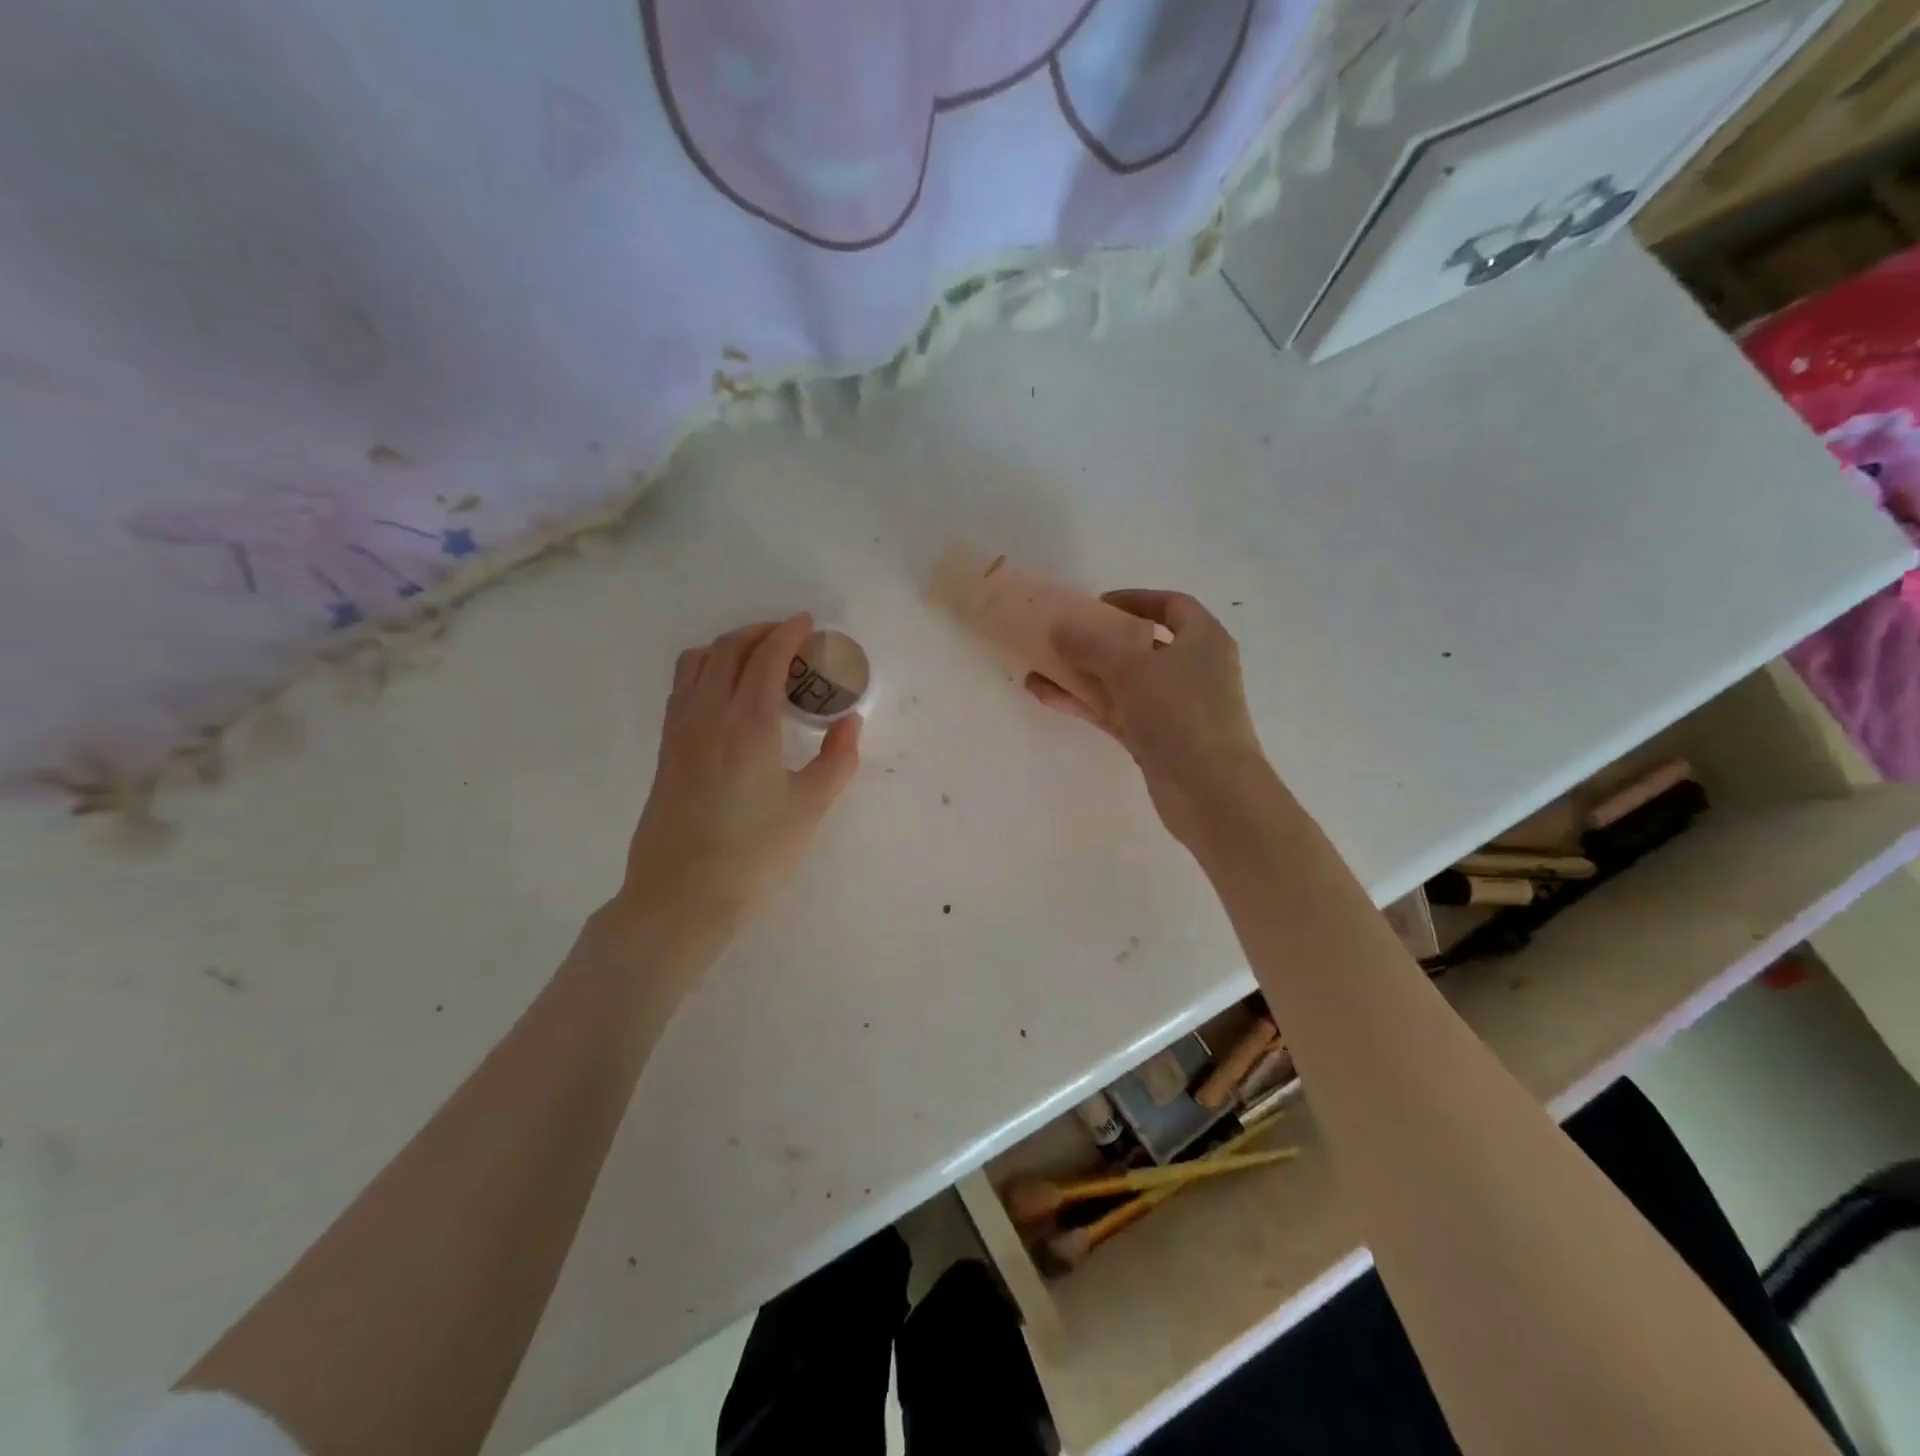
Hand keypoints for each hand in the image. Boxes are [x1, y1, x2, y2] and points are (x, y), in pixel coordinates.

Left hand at [615, 613, 860, 931]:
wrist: (681, 896)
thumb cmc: (754, 854)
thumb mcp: (810, 809)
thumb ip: (837, 760)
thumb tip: (849, 723)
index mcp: (748, 723)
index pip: (766, 658)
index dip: (788, 633)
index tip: (808, 624)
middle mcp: (707, 714)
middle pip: (727, 649)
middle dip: (760, 632)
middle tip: (789, 638)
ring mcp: (679, 730)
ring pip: (697, 662)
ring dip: (729, 647)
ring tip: (757, 660)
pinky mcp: (667, 749)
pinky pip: (683, 686)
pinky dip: (707, 669)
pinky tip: (727, 694)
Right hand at [1026, 590, 1271, 852]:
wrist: (1210, 791)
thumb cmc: (1180, 712)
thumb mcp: (1132, 668)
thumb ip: (1091, 644)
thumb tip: (1059, 627)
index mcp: (1202, 639)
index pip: (1171, 606)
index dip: (1134, 600)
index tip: (1097, 604)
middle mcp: (1192, 669)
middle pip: (1140, 645)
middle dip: (1098, 641)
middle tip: (1061, 637)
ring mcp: (1173, 707)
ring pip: (1122, 682)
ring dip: (1082, 674)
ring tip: (1039, 666)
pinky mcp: (1156, 739)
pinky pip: (1115, 711)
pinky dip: (1085, 702)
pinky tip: (1046, 695)